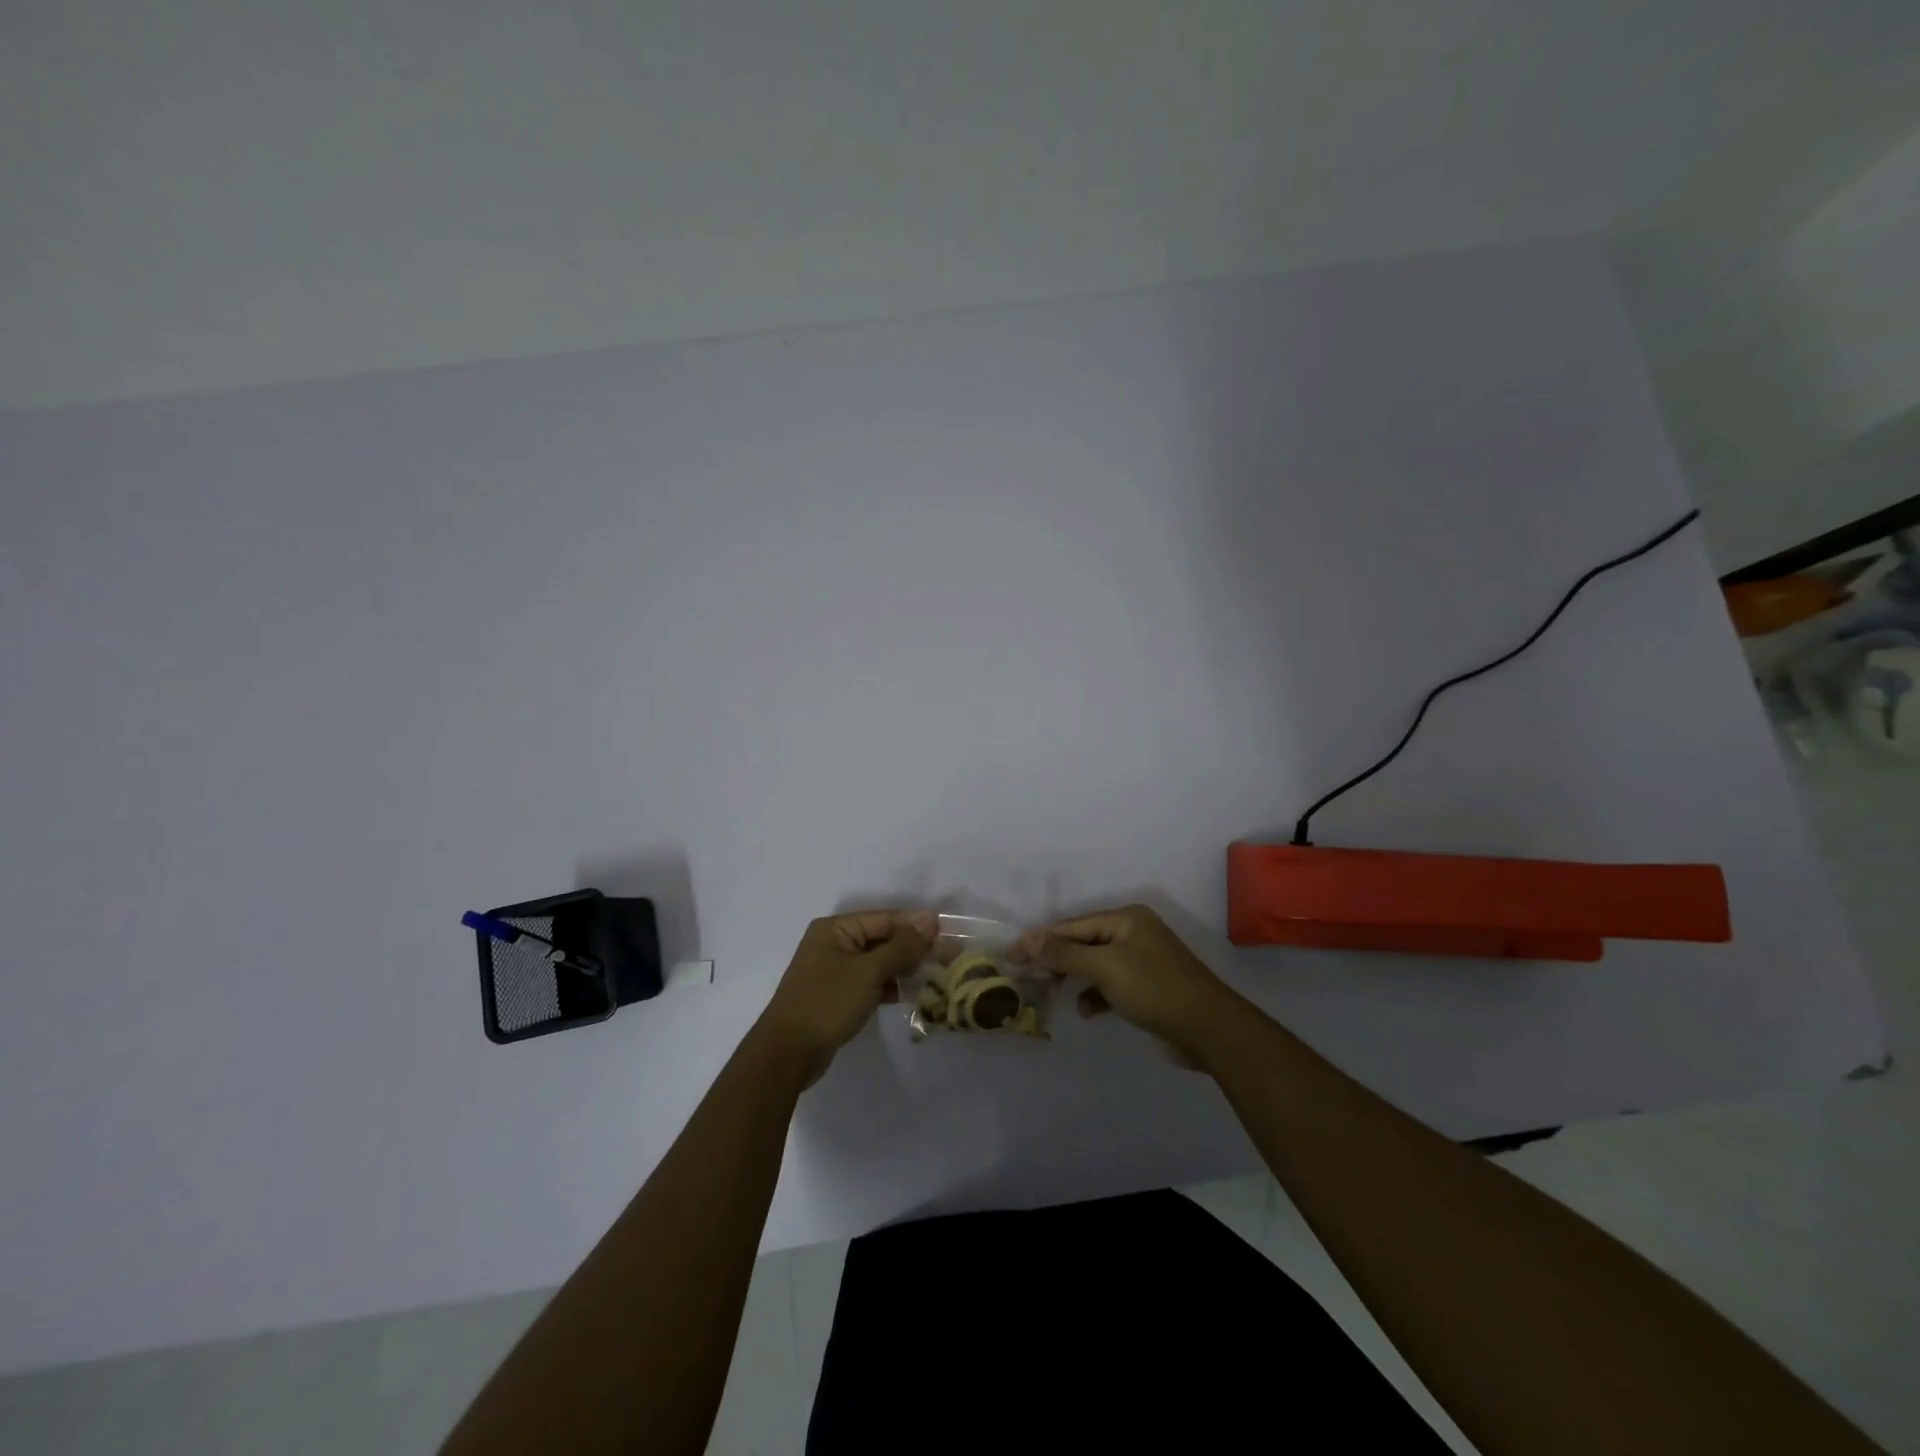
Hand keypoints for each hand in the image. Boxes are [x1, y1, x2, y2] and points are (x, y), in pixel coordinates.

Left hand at [755, 910, 935, 1087]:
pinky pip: (870, 982)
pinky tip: (913, 994)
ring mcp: (834, 971)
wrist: (787, 1054)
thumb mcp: (869, 972)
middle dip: (913, 948)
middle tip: (949, 957)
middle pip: (882, 939)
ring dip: (904, 968)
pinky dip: (890, 986)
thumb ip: (902, 946)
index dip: (916, 925)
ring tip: (937, 975)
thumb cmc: (827, 1003)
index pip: (885, 919)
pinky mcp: (837, 995)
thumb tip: (930, 919)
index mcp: (836, 928)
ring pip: (878, 962)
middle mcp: (833, 943)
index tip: (949, 934)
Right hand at [1012, 905, 1240, 1065]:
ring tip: (1055, 994)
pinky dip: (1096, 995)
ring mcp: (1141, 959)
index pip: (1073, 925)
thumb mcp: (1105, 968)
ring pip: (1094, 964)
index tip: (1012, 955)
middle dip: (1057, 960)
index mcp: (1126, 918)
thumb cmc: (1154, 989)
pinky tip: (1089, 1011)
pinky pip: (1109, 983)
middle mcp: (1133, 932)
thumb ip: (1064, 954)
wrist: (1208, 1029)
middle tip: (1029, 977)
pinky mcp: (1146, 986)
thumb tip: (1028, 940)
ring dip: (1075, 979)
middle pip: (1083, 942)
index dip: (1041, 940)